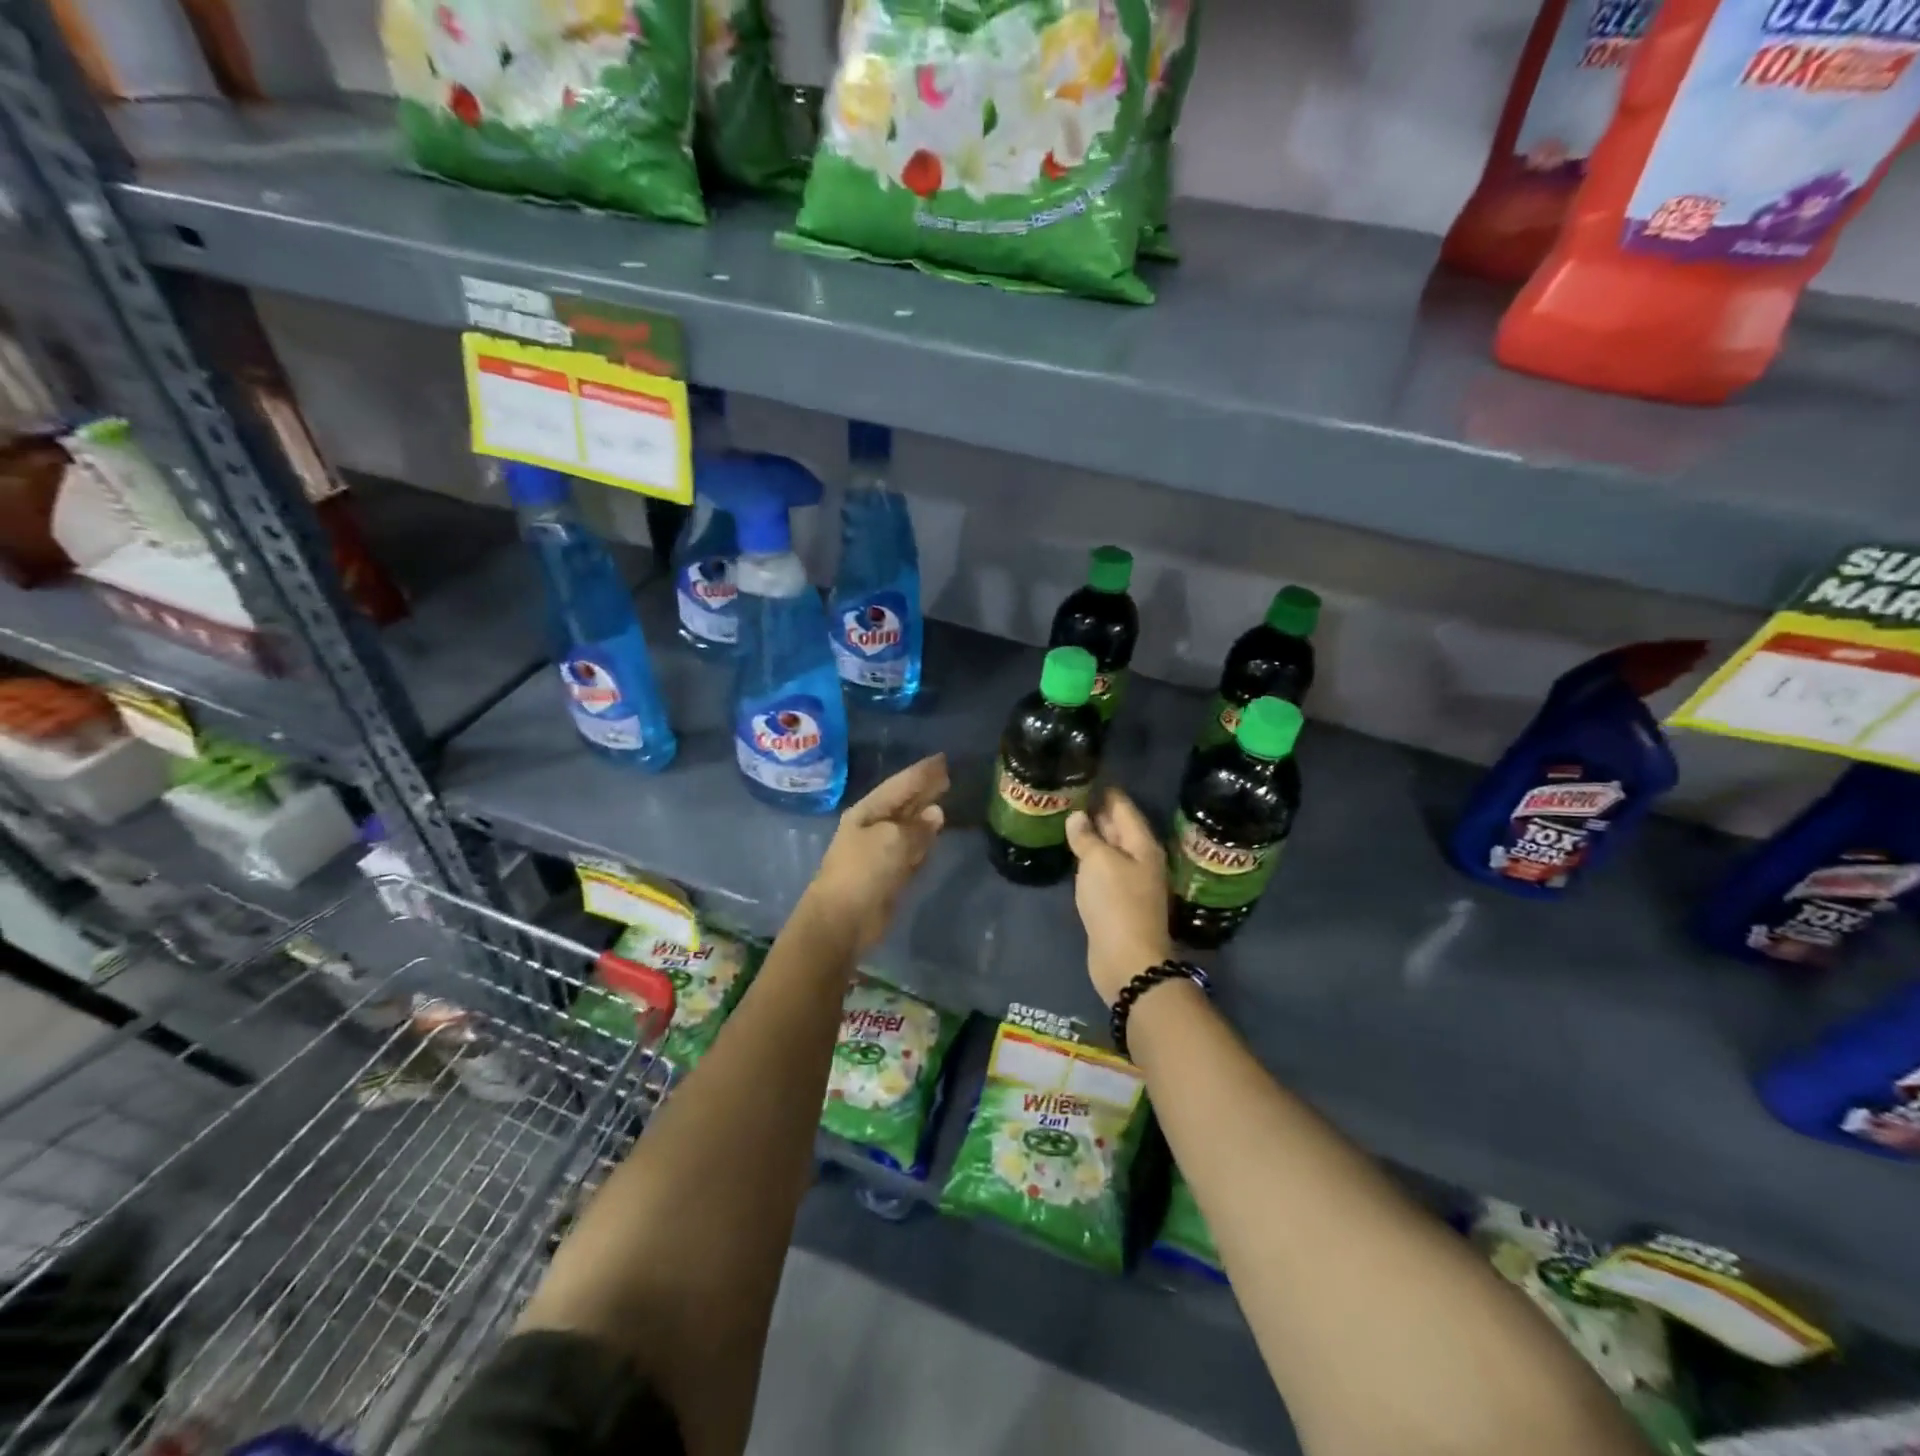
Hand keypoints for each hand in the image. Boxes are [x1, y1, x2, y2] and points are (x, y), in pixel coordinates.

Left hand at [805, 754, 948, 952]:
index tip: (943, 759)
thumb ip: (917, 827)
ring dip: (924, 814)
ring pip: (908, 826)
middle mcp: (873, 827)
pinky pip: (910, 850)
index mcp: (868, 811)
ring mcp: (880, 852)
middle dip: (924, 789)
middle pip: (904, 803)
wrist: (842, 920)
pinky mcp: (889, 874)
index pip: (900, 784)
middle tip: (947, 775)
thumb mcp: (892, 840)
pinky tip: (935, 834)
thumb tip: (936, 814)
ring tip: (944, 798)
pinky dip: (923, 841)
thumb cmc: (863, 871)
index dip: (921, 772)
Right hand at [1067, 789, 1173, 1002]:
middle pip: (1119, 827)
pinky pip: (1104, 870)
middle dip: (1097, 811)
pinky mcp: (1119, 901)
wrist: (1128, 959)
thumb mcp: (1098, 862)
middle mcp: (1141, 859)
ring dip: (1092, 835)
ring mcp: (1131, 881)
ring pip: (1110, 849)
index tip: (1083, 776)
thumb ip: (1087, 837)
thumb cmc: (1116, 903)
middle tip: (1069, 795)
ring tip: (1067, 819)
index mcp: (1142, 844)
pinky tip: (1074, 855)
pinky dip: (1090, 858)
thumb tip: (1078, 817)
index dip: (1104, 790)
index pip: (1123, 806)